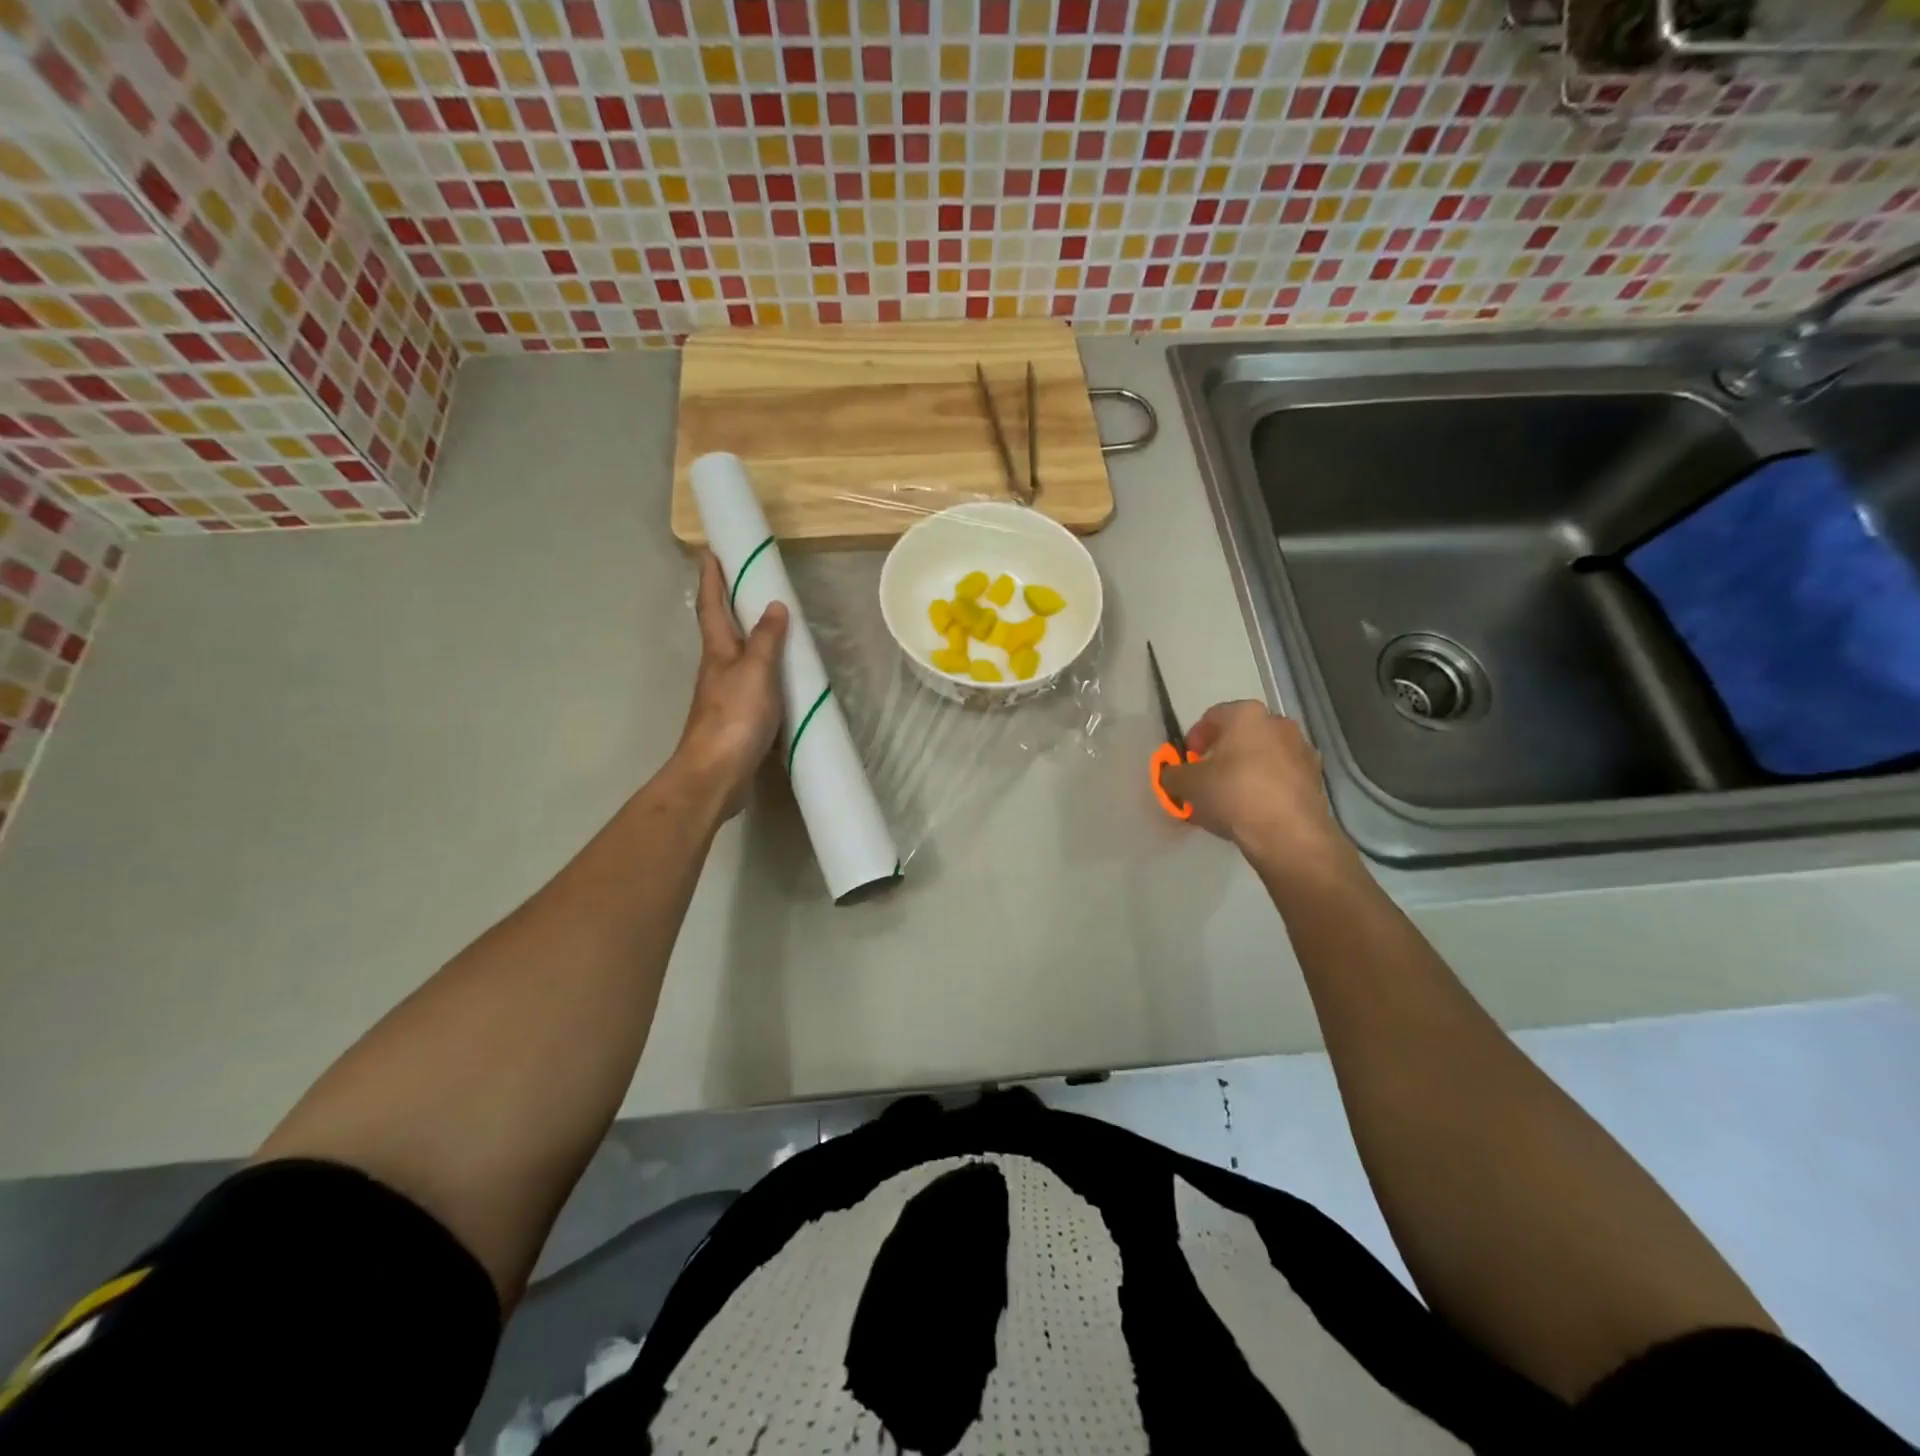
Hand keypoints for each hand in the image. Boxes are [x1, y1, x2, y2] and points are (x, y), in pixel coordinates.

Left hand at [672, 551, 788, 818]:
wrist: (716, 775)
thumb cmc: (733, 718)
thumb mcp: (756, 672)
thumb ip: (766, 640)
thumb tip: (774, 606)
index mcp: (718, 653)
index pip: (712, 607)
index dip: (711, 579)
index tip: (709, 552)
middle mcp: (717, 671)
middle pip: (720, 631)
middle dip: (728, 606)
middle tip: (745, 584)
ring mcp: (724, 697)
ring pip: (737, 660)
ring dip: (749, 642)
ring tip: (772, 629)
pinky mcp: (736, 721)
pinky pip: (752, 688)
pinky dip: (764, 676)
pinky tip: (781, 682)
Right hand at [1159, 701, 1354, 869]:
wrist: (1288, 833)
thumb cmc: (1233, 794)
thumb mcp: (1188, 784)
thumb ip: (1172, 775)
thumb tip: (1171, 775)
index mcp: (1246, 715)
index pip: (1212, 717)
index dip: (1194, 739)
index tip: (1187, 762)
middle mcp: (1278, 724)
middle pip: (1240, 736)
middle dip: (1220, 756)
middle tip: (1205, 780)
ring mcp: (1301, 750)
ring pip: (1262, 757)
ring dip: (1243, 772)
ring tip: (1227, 800)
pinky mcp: (1315, 779)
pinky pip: (1279, 777)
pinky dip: (1264, 788)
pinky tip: (1250, 812)